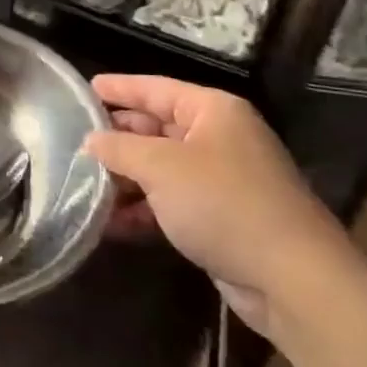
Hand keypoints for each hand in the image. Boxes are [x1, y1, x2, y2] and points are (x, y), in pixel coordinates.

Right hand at [85, 75, 354, 336]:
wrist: (292, 278)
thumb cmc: (223, 202)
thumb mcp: (161, 167)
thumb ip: (120, 148)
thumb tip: (91, 141)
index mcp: (213, 111)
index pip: (156, 88)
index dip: (119, 88)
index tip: (85, 89)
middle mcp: (218, 138)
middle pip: (157, 128)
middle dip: (117, 138)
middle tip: (74, 142)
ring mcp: (221, 180)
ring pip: (161, 169)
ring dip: (125, 179)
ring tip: (83, 186)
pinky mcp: (220, 218)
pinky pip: (171, 203)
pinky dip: (143, 209)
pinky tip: (110, 224)